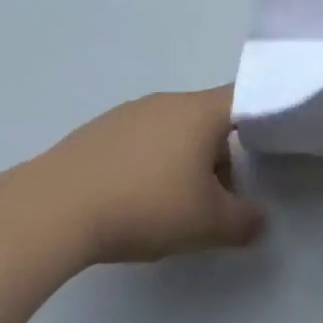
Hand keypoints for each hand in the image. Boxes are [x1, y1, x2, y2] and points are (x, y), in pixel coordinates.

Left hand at [46, 85, 265, 265]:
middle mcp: (168, 101)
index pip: (243, 98)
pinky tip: (132, 200)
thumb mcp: (206, 224)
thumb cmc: (146, 204)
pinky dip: (148, 163)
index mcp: (200, 111)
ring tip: (170, 207)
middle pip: (207, 120)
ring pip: (173, 130)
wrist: (58, 207)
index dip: (259, 118)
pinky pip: (140, 140)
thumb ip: (242, 222)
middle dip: (217, 157)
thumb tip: (260, 220)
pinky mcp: (100, 130)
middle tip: (214, 200)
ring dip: (182, 161)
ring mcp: (130, 112)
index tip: (264, 149)